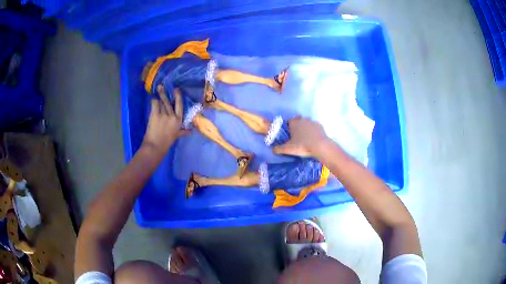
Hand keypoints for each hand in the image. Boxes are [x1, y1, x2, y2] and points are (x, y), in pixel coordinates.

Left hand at [142, 86, 188, 154]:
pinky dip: (154, 101)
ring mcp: (164, 114)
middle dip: (165, 93)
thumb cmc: (167, 142)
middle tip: (162, 86)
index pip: (180, 106)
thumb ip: (183, 132)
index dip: (178, 96)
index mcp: (178, 120)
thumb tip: (191, 131)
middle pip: (169, 102)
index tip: (177, 89)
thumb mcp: (176, 136)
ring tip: (158, 88)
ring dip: (159, 95)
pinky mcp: (155, 115)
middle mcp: (172, 116)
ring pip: (162, 102)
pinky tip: (153, 99)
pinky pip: (155, 104)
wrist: (156, 146)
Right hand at [273, 117, 328, 156]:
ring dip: (305, 127)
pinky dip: (313, 131)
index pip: (288, 121)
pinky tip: (313, 138)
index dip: (288, 127)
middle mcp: (303, 119)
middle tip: (297, 135)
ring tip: (306, 137)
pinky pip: (315, 127)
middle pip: (298, 120)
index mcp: (294, 123)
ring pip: (307, 122)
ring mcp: (312, 122)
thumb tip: (272, 150)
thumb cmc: (302, 146)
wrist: (320, 146)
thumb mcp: (288, 149)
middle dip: (297, 125)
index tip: (288, 134)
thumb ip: (278, 149)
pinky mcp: (320, 126)